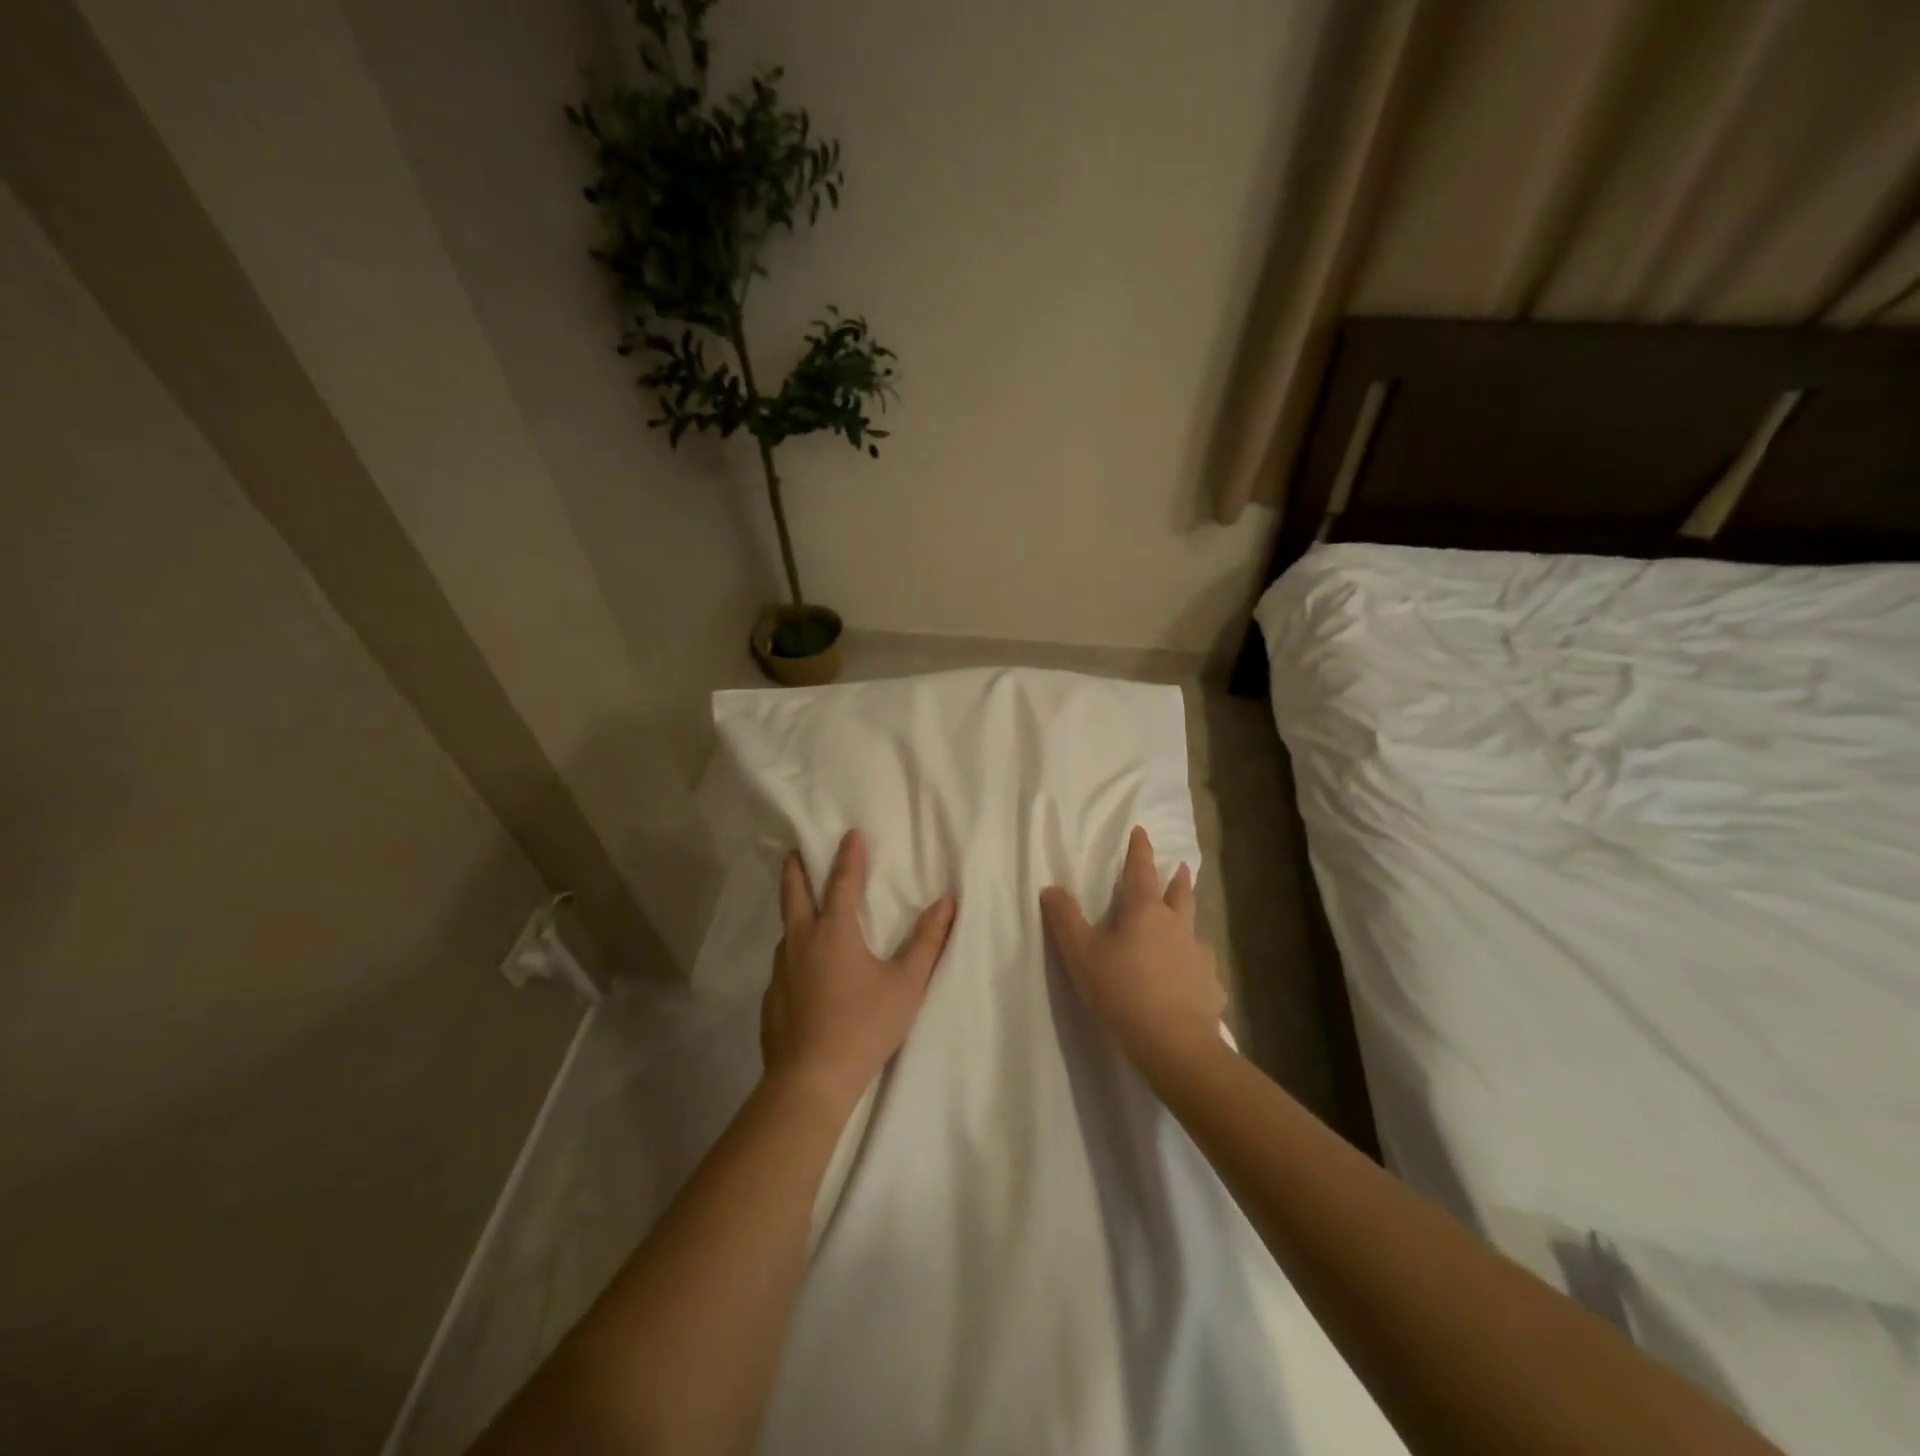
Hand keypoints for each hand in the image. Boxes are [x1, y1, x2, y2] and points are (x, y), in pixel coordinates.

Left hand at [762, 829, 955, 1111]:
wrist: (810, 1080)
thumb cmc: (863, 1025)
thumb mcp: (906, 984)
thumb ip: (927, 941)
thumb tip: (947, 902)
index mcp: (834, 932)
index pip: (841, 882)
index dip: (848, 856)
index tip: (850, 833)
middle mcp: (801, 941)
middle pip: (794, 893)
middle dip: (796, 868)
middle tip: (794, 850)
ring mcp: (780, 970)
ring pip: (786, 929)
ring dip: (793, 910)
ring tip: (802, 909)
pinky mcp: (771, 997)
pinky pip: (783, 962)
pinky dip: (793, 951)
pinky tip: (801, 969)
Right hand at [1040, 826, 1224, 1071]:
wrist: (1173, 1042)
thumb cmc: (1121, 990)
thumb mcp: (1081, 954)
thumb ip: (1065, 919)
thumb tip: (1051, 888)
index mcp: (1145, 912)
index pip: (1141, 871)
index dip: (1140, 850)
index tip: (1142, 831)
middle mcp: (1177, 925)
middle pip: (1180, 893)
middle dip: (1178, 878)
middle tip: (1181, 866)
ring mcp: (1199, 955)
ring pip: (1194, 927)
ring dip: (1189, 918)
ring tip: (1185, 923)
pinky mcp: (1211, 984)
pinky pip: (1202, 967)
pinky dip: (1194, 964)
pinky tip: (1190, 977)